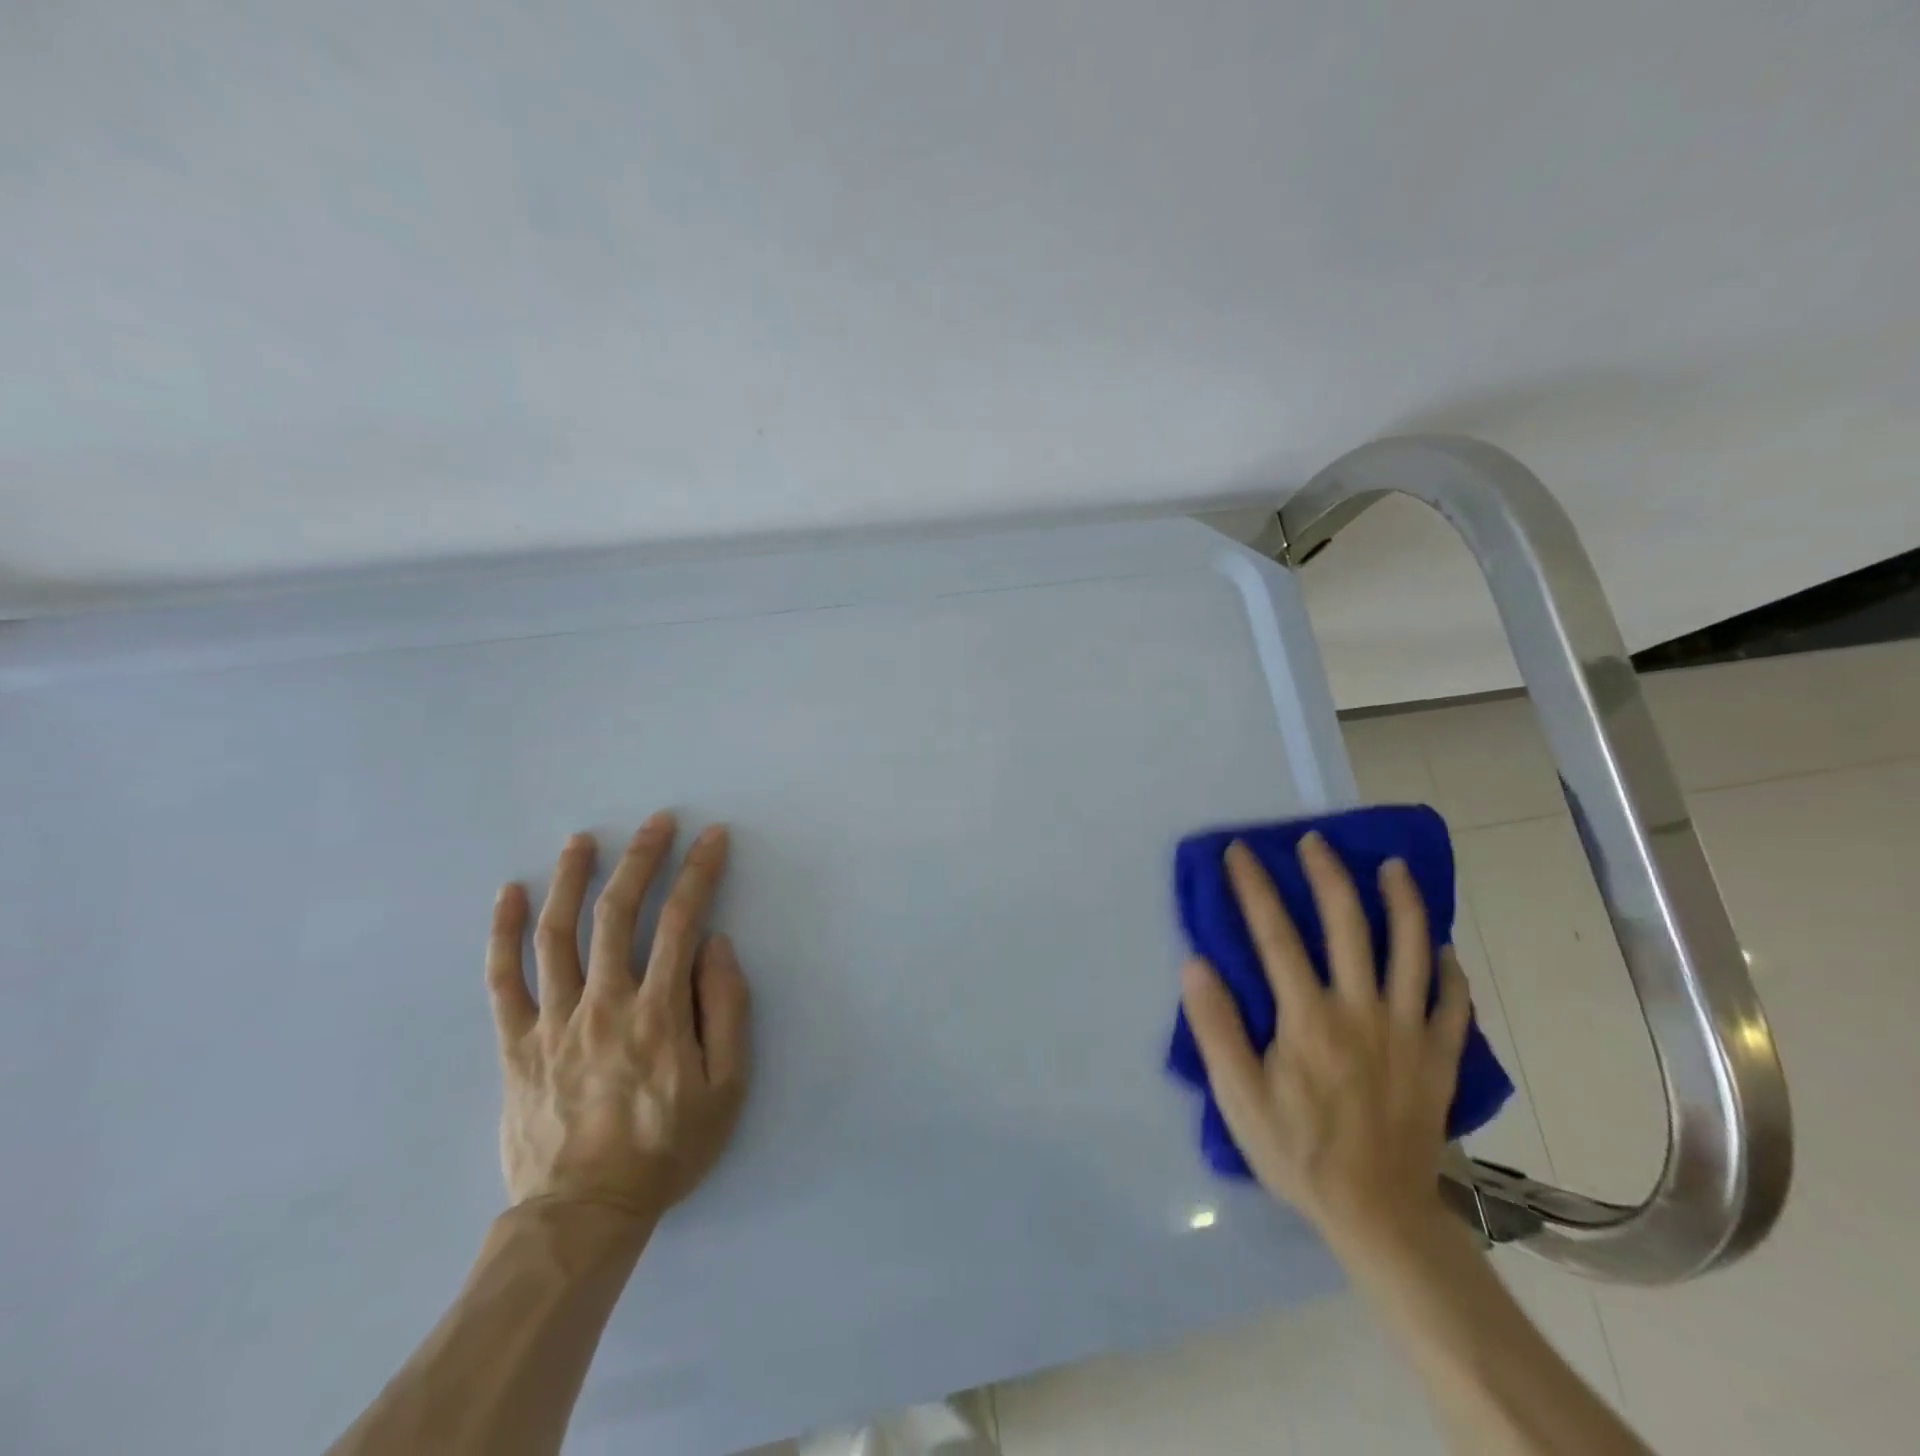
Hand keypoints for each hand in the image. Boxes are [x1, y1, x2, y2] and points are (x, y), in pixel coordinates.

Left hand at [485, 813, 751, 1221]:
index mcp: (658, 1012)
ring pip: (556, 934)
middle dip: (641, 858)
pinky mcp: (515, 1044)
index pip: (681, 921)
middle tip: (656, 820)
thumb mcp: (726, 1087)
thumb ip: (726, 1010)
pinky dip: (503, 933)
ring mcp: (553, 1021)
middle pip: (617, 912)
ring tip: (582, 839)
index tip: (712, 837)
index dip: (699, 872)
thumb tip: (714, 945)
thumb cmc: (667, 1148)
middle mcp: (604, 1003)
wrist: (584, 1214)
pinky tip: (508, 894)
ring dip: (571, 878)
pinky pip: (503, 980)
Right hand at [1180, 832, 1471, 1258]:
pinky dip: (1449, 968)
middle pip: (1349, 924)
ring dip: (1402, 902)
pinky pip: (1454, 1002)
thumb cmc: (1297, 1151)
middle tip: (1315, 841)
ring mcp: (1409, 1031)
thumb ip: (1216, 1027)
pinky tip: (1439, 946)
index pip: (1275, 934)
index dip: (1255, 887)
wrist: (1378, 1214)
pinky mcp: (1440, 1057)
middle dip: (1328, 874)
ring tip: (1392, 867)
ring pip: (1412, 950)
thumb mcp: (1238, 1096)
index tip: (1241, 851)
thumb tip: (1195, 963)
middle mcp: (1362, 1010)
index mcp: (1308, 1017)